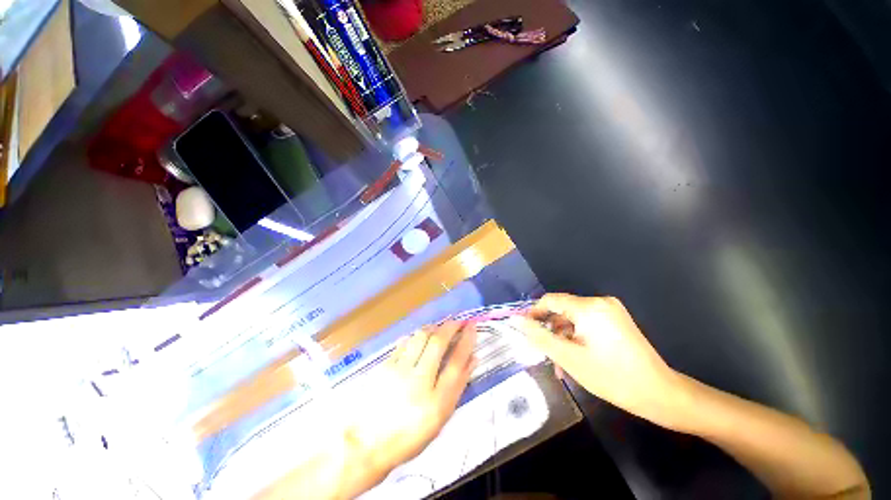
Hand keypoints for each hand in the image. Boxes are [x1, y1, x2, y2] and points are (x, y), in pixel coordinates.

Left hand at [349, 321, 476, 471]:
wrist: (369, 443)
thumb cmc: (410, 434)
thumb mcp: (440, 418)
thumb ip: (457, 386)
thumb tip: (472, 359)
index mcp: (436, 401)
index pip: (457, 361)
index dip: (467, 340)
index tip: (472, 326)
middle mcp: (418, 381)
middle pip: (438, 342)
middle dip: (451, 326)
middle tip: (458, 321)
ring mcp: (399, 370)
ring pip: (420, 336)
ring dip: (434, 327)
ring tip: (441, 327)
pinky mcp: (385, 365)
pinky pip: (405, 342)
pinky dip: (417, 336)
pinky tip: (420, 337)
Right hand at [509, 294, 689, 430]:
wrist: (660, 394)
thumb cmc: (612, 377)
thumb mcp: (569, 358)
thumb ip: (539, 336)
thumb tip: (516, 320)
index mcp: (589, 307)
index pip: (550, 300)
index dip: (534, 313)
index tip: (524, 330)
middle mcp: (600, 302)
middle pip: (562, 310)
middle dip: (550, 330)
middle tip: (543, 352)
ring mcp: (610, 310)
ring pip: (573, 319)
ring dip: (563, 337)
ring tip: (559, 363)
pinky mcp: (616, 320)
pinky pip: (586, 323)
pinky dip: (576, 337)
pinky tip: (574, 358)